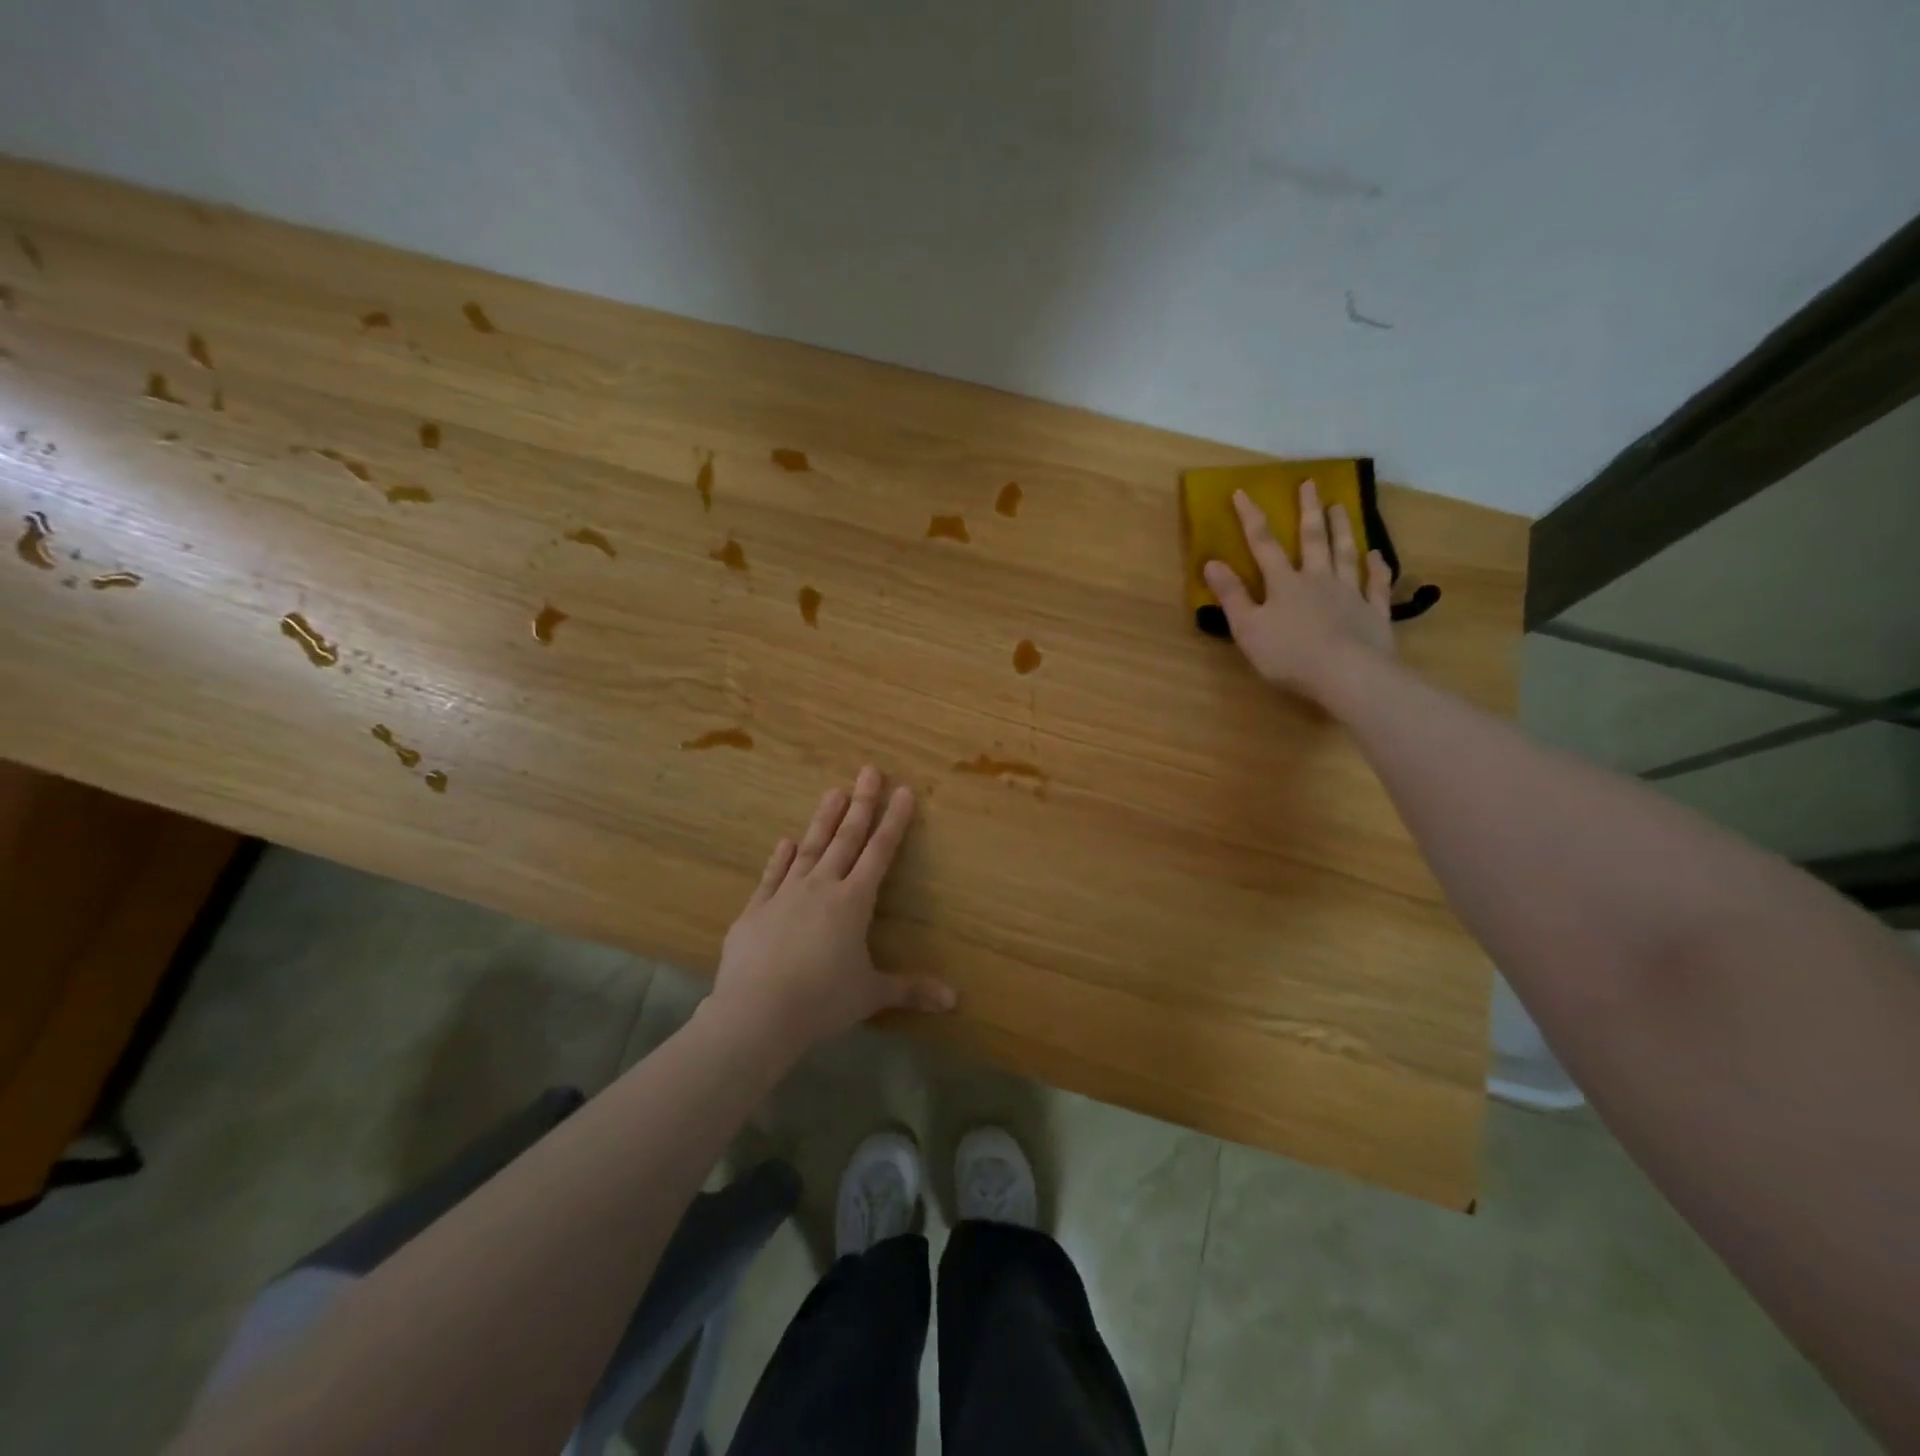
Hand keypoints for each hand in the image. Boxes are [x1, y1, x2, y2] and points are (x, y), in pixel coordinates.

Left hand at [707, 765, 956, 1053]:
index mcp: (853, 903)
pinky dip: (780, 858)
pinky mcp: (756, 910)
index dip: (893, 821)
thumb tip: (955, 1001)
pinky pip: (772, 876)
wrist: (756, 1013)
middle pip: (846, 839)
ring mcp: (785, 895)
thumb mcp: (870, 995)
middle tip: (868, 771)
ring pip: (809, 848)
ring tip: (833, 791)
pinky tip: (785, 841)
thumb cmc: (821, 1001)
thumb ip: (910, 990)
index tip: (902, 791)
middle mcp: (821, 888)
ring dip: (823, 820)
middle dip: (861, 805)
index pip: (880, 853)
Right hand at [1203, 480, 1394, 699]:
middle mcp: (1318, 580)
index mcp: (1284, 584)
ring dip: (1342, 529)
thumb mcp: (1248, 628)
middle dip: (1308, 511)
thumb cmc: (1289, 655)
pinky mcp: (1374, 613)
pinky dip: (1377, 568)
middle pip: (1313, 539)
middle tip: (1310, 484)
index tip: (1242, 491)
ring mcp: (1350, 594)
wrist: (1346, 675)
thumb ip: (1231, 595)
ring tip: (1341, 506)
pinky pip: (1377, 584)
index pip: (1263, 544)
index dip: (1251, 517)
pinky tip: (1377, 555)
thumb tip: (1211, 562)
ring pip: (1345, 554)